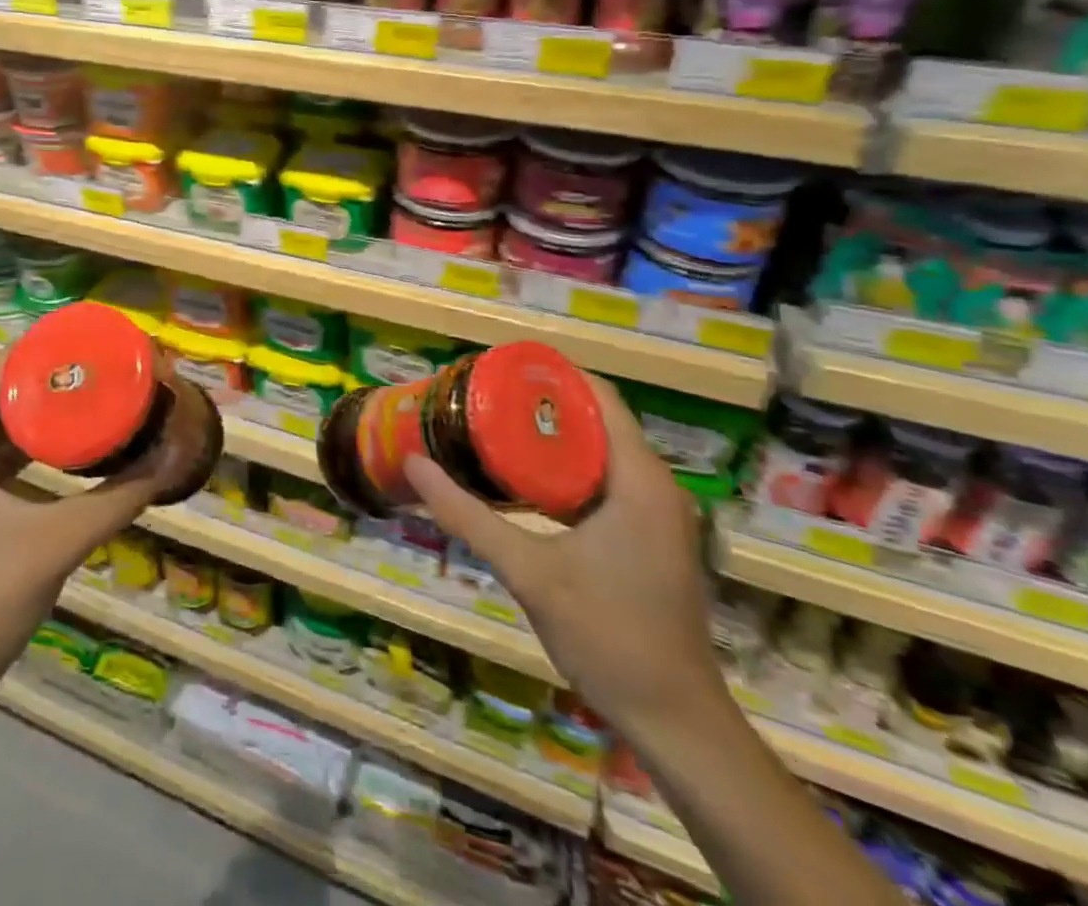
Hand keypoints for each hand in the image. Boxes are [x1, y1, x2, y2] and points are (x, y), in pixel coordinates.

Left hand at [0, 349, 188, 690]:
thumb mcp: (59, 540)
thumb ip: (118, 497)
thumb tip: (173, 458)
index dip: (42, 351)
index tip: (91, 342)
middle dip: (49, 377)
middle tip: (101, 366)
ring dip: (40, 406)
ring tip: (93, 391)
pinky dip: (29, 438)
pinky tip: (70, 438)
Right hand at [406, 373, 723, 742]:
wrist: (674, 721)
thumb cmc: (607, 634)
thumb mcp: (527, 570)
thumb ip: (467, 515)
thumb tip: (413, 464)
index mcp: (639, 480)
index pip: (599, 398)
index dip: (550, 376)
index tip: (498, 367)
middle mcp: (655, 487)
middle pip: (597, 421)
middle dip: (540, 405)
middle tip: (483, 397)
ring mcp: (656, 515)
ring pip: (600, 454)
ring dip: (551, 439)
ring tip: (493, 427)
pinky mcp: (648, 539)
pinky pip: (604, 483)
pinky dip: (564, 471)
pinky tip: (521, 480)